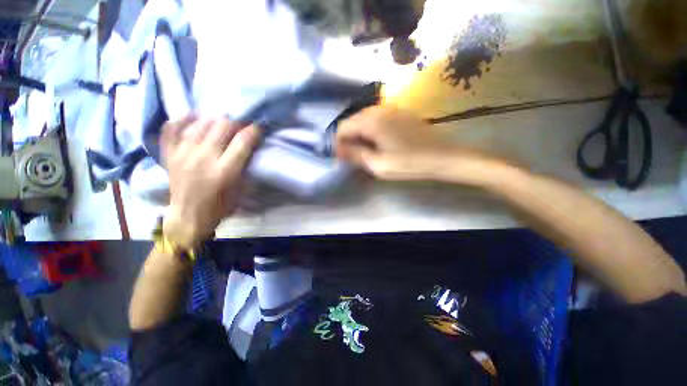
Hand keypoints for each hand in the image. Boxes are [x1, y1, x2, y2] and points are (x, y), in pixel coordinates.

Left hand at [160, 116, 259, 247]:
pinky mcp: (169, 154)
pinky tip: (194, 117)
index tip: (257, 128)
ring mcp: (182, 154)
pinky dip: (183, 119)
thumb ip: (245, 166)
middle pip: (222, 127)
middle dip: (236, 123)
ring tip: (222, 123)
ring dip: (215, 120)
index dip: (253, 131)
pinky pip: (172, 127)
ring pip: (201, 123)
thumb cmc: (220, 205)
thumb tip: (249, 146)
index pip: (242, 142)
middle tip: (240, 126)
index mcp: (224, 172)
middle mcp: (202, 159)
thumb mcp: (241, 190)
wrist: (189, 216)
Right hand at [336, 106, 500, 183]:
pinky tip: (380, 143)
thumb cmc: (410, 163)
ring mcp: (392, 109)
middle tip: (354, 156)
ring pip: (365, 119)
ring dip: (361, 135)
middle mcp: (379, 109)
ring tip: (366, 151)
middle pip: (353, 121)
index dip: (339, 143)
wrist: (444, 157)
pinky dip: (372, 130)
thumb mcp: (379, 165)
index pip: (343, 127)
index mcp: (372, 121)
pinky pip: (378, 118)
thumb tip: (339, 150)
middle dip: (350, 138)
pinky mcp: (401, 113)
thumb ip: (356, 155)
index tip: (342, 157)